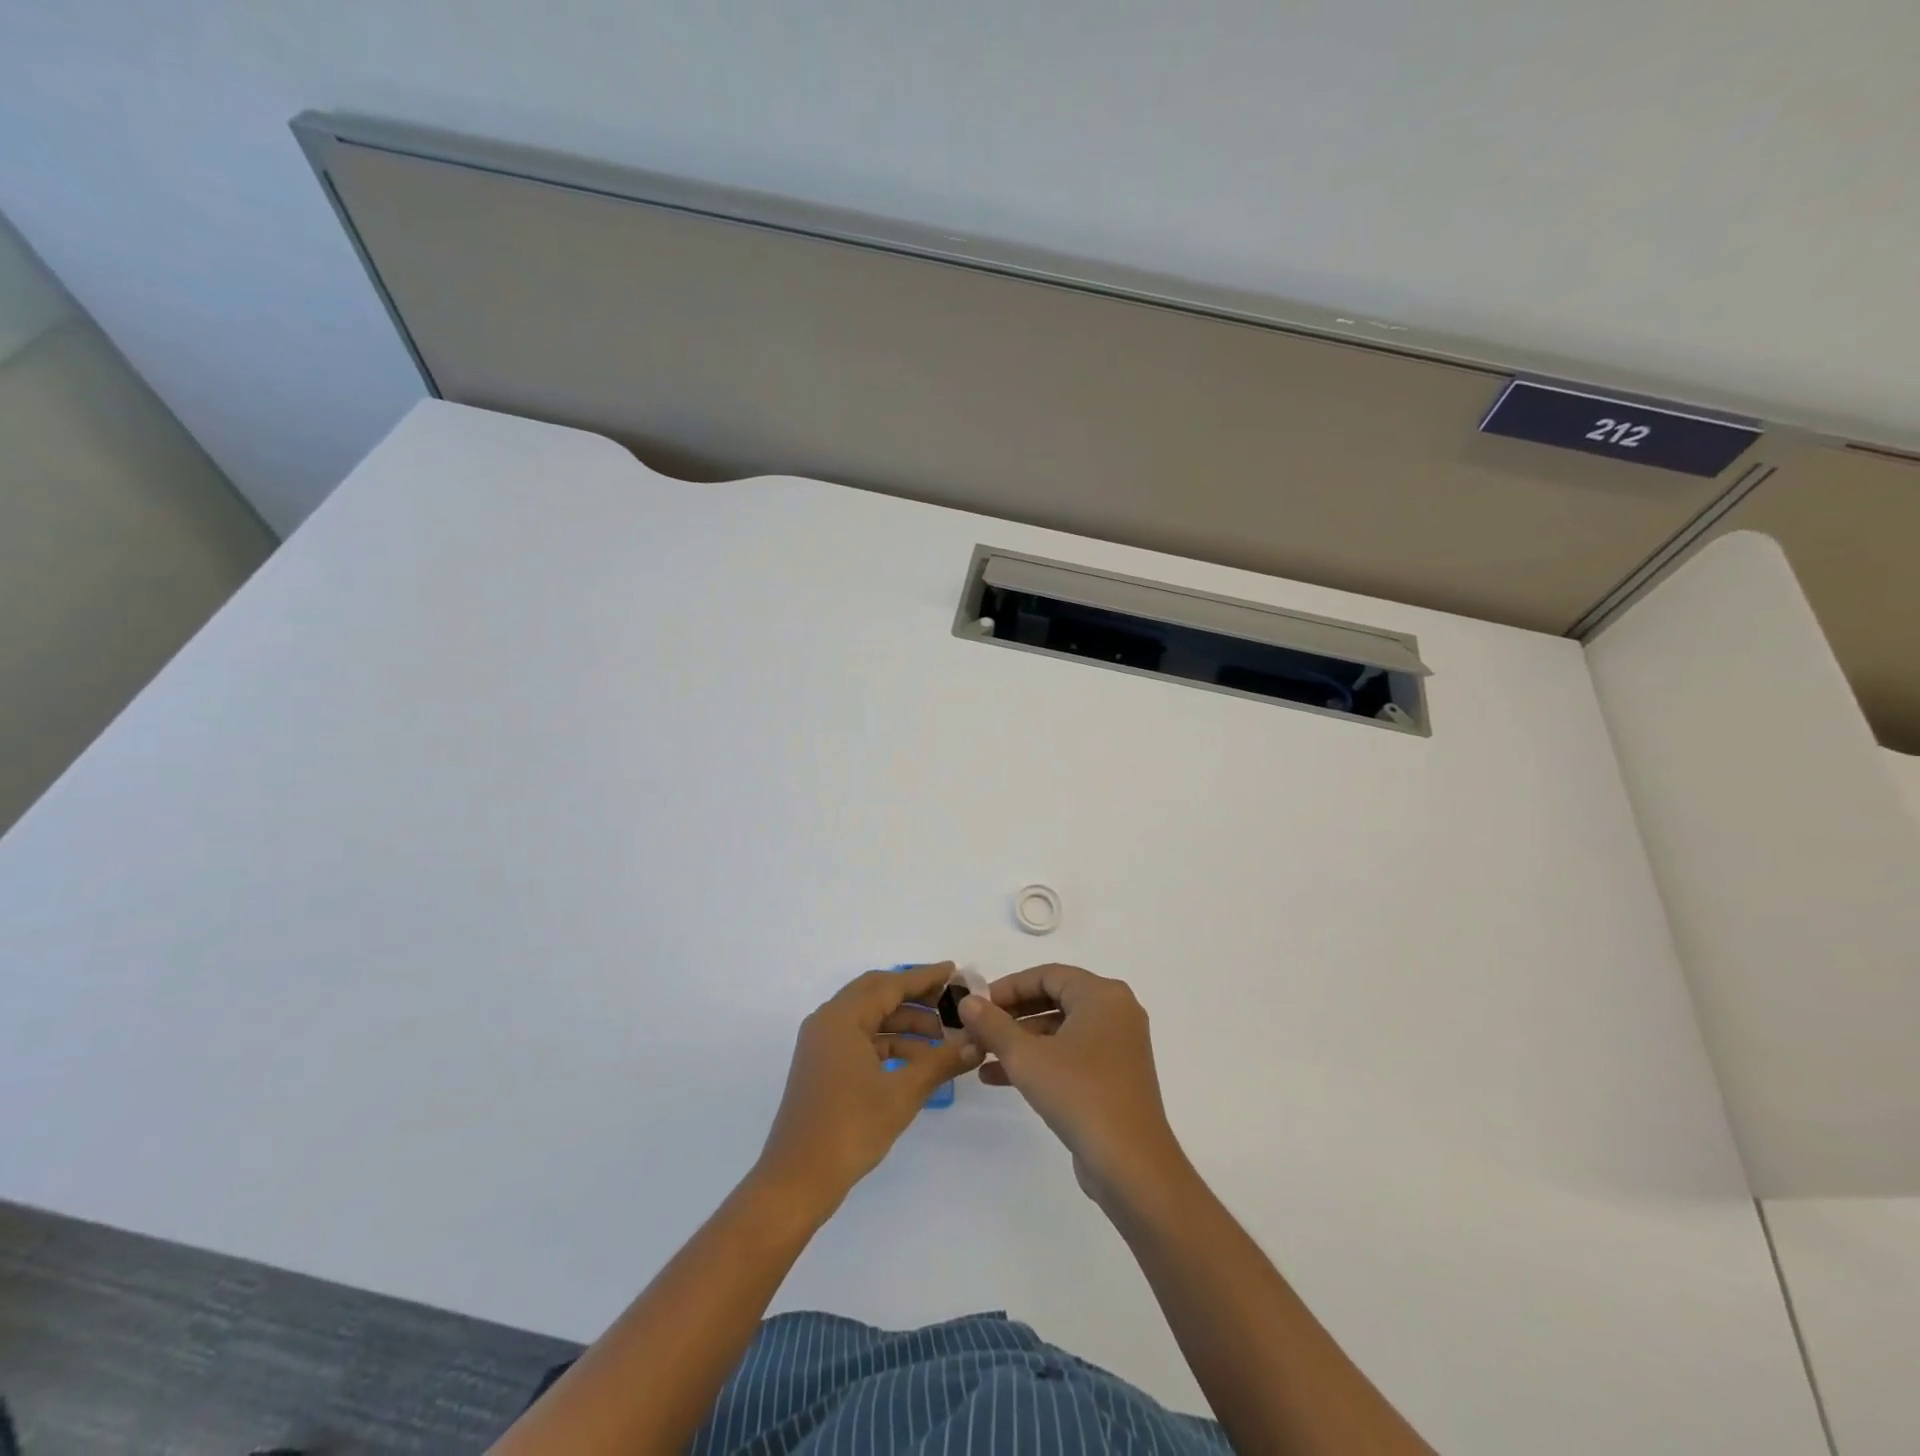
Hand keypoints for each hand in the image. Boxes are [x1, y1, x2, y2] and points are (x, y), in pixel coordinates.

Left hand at [757, 963, 981, 1210]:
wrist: (797, 1181)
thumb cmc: (849, 1128)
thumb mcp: (903, 1093)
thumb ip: (941, 1062)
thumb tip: (977, 1043)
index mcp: (841, 1017)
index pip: (890, 984)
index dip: (924, 977)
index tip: (954, 971)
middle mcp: (828, 1021)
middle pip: (878, 995)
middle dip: (916, 997)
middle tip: (951, 1002)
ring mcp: (822, 1044)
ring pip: (870, 1019)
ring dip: (905, 1024)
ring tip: (943, 1039)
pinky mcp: (823, 1066)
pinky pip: (861, 1040)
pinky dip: (889, 1044)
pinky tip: (917, 1061)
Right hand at [958, 964, 1186, 1206]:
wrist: (1131, 1165)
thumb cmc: (1079, 1095)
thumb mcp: (1026, 1057)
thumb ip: (993, 1025)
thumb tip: (967, 1001)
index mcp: (1102, 995)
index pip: (1047, 975)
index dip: (1008, 987)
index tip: (976, 1004)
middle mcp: (1114, 1012)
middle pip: (1052, 1000)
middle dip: (1010, 1016)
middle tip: (976, 1029)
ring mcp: (1116, 1046)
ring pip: (1058, 1030)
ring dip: (1018, 1041)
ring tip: (978, 1056)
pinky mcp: (1113, 1076)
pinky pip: (1069, 1055)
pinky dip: (1037, 1061)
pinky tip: (998, 1078)